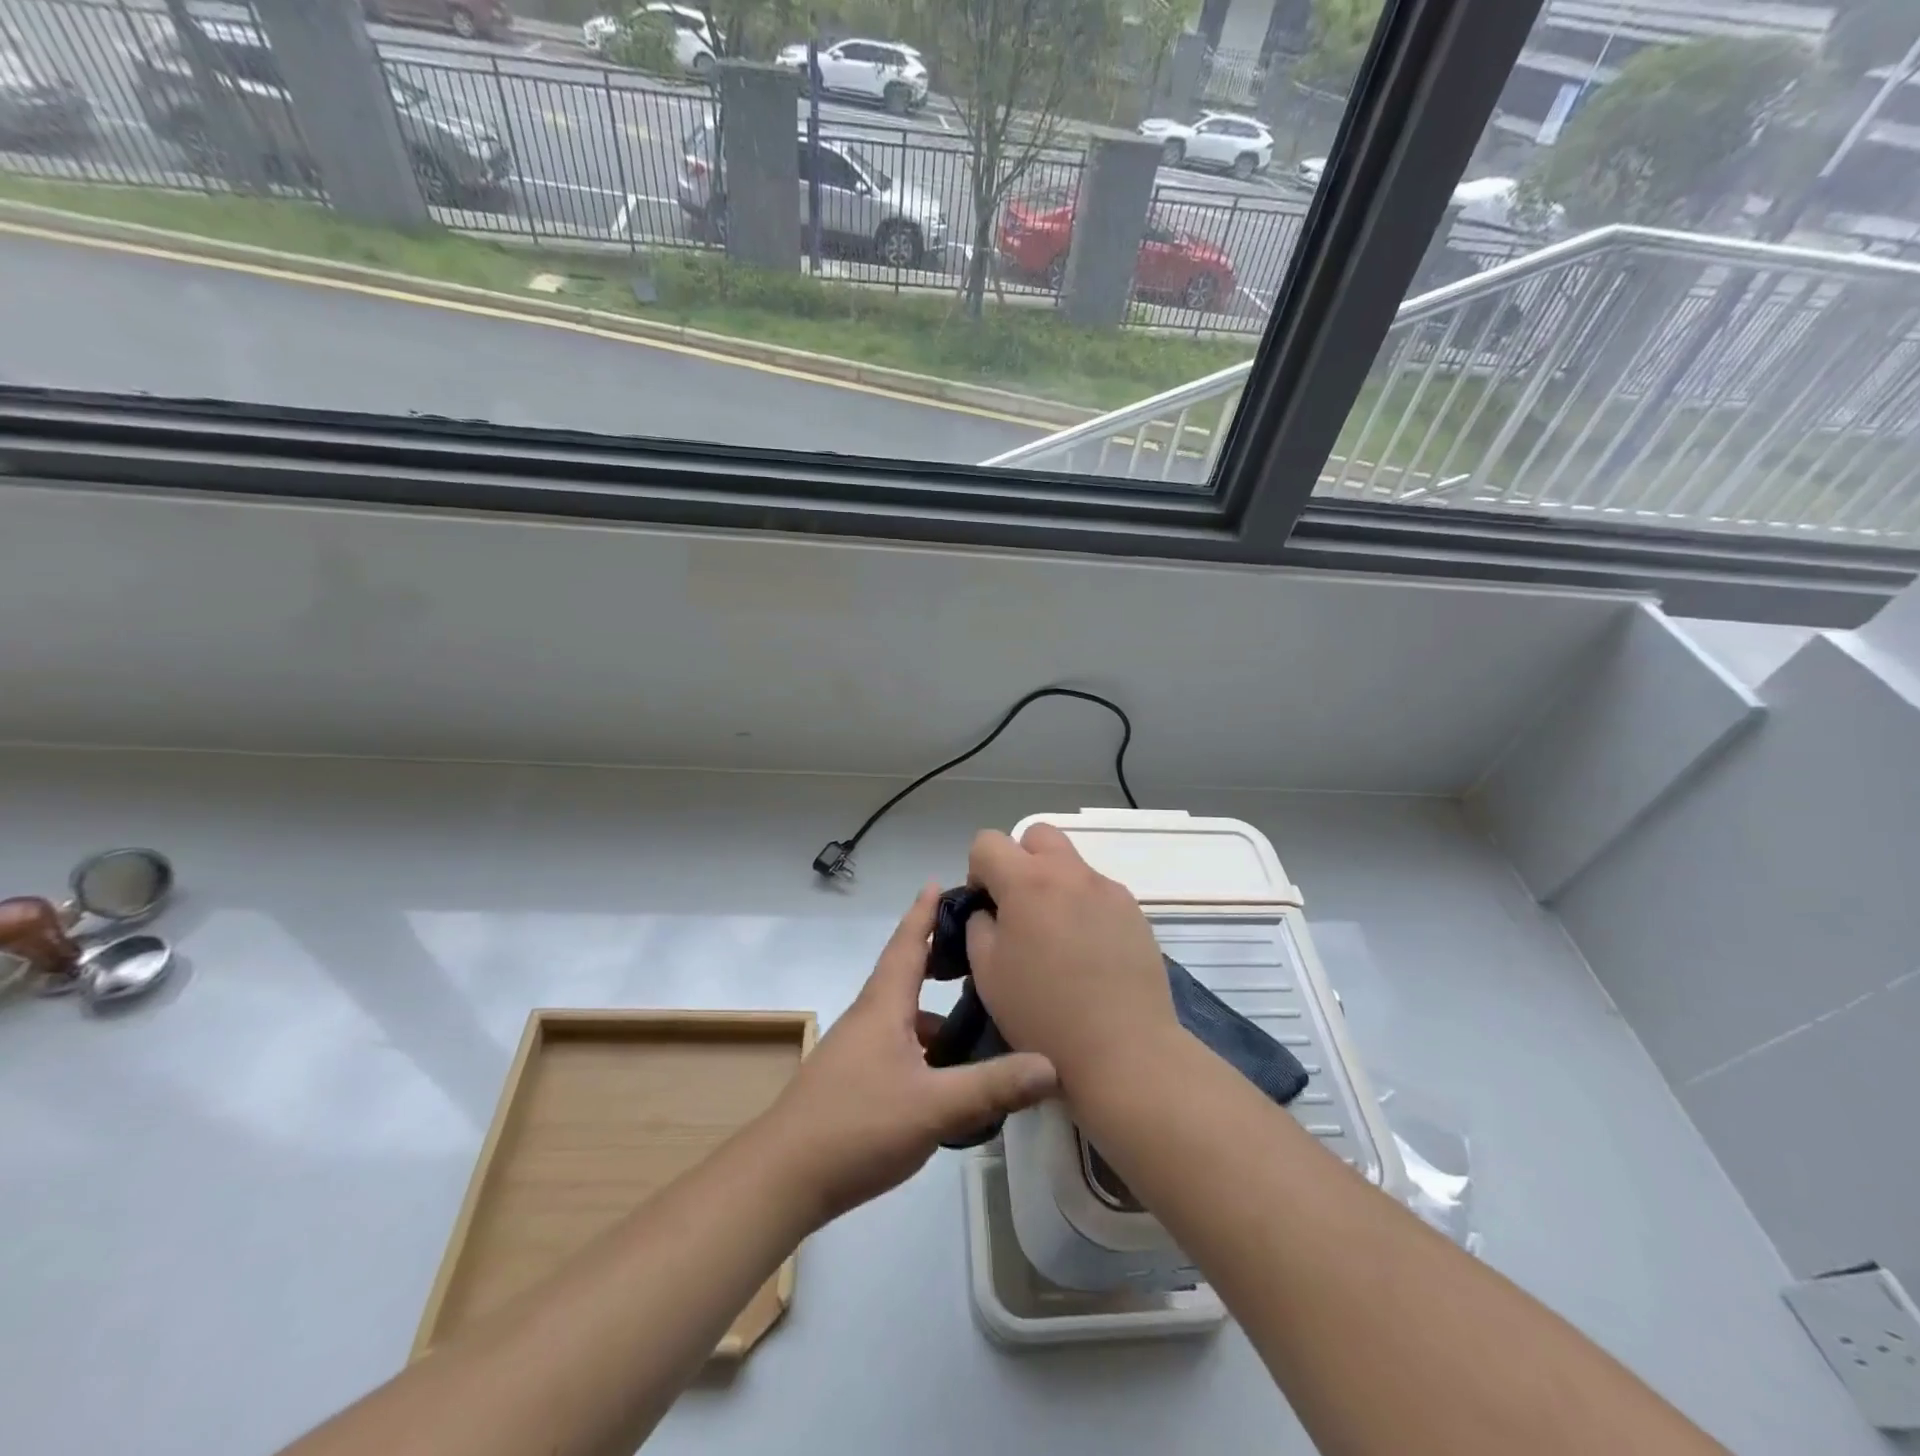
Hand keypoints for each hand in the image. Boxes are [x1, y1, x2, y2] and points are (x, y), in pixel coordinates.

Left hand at [765, 885, 1057, 1226]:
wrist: (783, 1177)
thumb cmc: (856, 1125)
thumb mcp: (933, 1106)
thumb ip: (992, 1085)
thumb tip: (1051, 1065)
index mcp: (883, 1006)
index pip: (907, 944)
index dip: (923, 912)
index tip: (940, 882)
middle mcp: (869, 1018)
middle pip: (906, 974)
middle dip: (938, 956)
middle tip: (979, 947)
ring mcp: (859, 1051)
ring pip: (905, 1016)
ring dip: (937, 1011)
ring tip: (981, 1018)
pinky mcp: (856, 1081)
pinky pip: (900, 1047)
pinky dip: (927, 1047)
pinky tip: (951, 1075)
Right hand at [964, 824, 1176, 1089]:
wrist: (1124, 1051)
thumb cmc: (1043, 1014)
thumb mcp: (986, 972)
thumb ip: (978, 926)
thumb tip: (989, 911)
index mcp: (1027, 882)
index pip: (987, 841)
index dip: (977, 870)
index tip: (985, 907)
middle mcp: (1070, 872)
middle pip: (1036, 836)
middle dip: (1020, 861)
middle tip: (1019, 909)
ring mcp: (1108, 889)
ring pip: (1070, 864)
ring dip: (1054, 884)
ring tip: (1057, 938)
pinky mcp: (1135, 912)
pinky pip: (1098, 892)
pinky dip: (1084, 907)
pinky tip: (1088, 954)